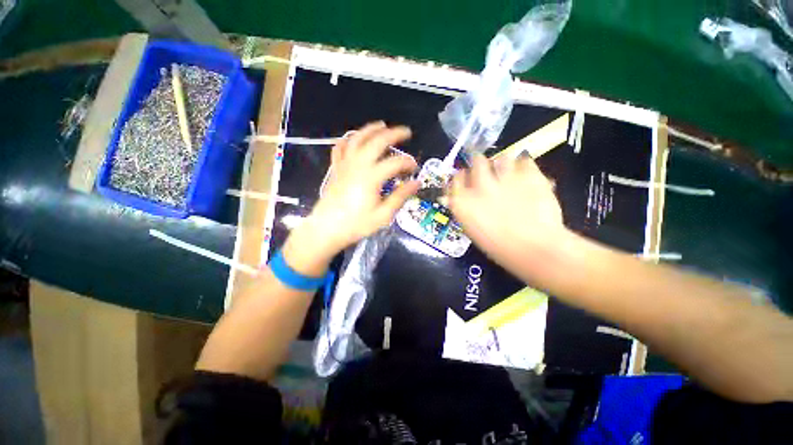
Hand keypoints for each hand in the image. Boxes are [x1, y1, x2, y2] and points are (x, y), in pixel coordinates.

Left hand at [283, 122, 418, 275]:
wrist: (326, 229)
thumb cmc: (356, 224)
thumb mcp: (383, 215)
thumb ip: (400, 197)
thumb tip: (416, 184)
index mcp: (371, 177)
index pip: (395, 163)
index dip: (408, 163)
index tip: (415, 168)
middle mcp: (358, 165)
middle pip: (377, 141)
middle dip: (394, 134)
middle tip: (406, 132)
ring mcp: (344, 164)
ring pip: (357, 139)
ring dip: (371, 129)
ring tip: (382, 125)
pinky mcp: (336, 168)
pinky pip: (340, 148)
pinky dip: (348, 140)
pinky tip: (353, 138)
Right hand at [448, 154, 571, 280]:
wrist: (534, 249)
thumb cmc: (499, 247)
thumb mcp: (473, 230)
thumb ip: (464, 209)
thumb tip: (455, 198)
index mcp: (463, 201)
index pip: (456, 178)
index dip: (461, 176)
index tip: (465, 176)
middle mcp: (480, 185)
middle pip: (477, 162)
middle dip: (480, 163)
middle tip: (486, 168)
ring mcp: (504, 178)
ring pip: (501, 157)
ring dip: (503, 163)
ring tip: (508, 171)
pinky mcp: (529, 175)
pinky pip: (525, 160)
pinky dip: (524, 166)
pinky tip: (526, 174)